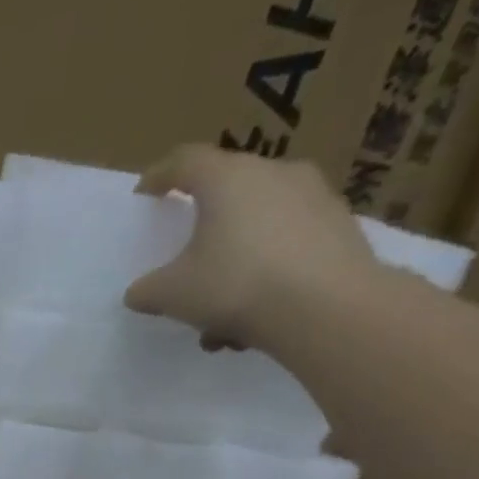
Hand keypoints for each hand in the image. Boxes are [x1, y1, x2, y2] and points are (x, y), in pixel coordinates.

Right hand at [124, 145, 381, 350]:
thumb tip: (139, 292)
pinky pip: (287, 245)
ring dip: (234, 262)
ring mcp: (314, 197)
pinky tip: (255, 317)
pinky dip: (266, 273)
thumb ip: (147, 290)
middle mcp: (274, 174)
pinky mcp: (340, 227)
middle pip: (227, 193)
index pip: (185, 161)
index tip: (145, 194)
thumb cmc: (236, 285)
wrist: (327, 307)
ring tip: (220, 314)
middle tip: (186, 265)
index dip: (160, 176)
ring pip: (258, 226)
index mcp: (228, 179)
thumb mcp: (172, 295)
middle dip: (202, 230)